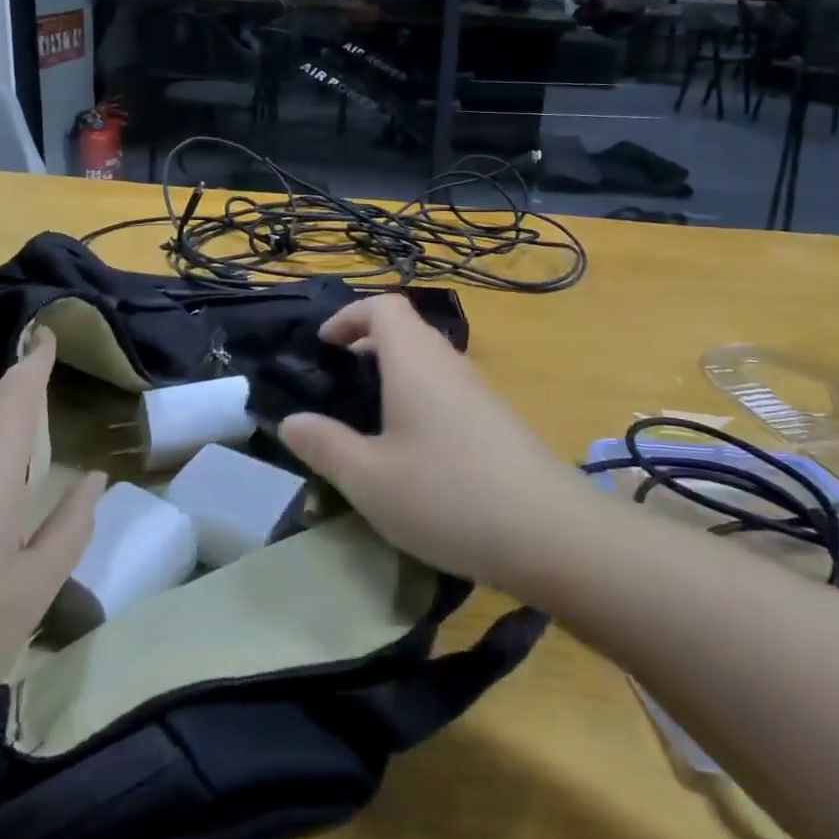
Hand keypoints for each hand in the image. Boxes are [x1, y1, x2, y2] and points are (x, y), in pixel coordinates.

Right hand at [278, 295, 578, 595]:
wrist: (549, 532)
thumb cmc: (447, 495)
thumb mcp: (369, 479)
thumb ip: (325, 446)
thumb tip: (290, 421)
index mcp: (414, 361)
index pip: (383, 306)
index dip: (349, 316)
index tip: (324, 345)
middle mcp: (448, 362)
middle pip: (406, 329)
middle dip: (367, 344)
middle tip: (338, 381)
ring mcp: (478, 390)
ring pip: (427, 360)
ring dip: (394, 373)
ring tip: (368, 417)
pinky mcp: (496, 419)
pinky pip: (446, 388)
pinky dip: (418, 397)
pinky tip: (412, 449)